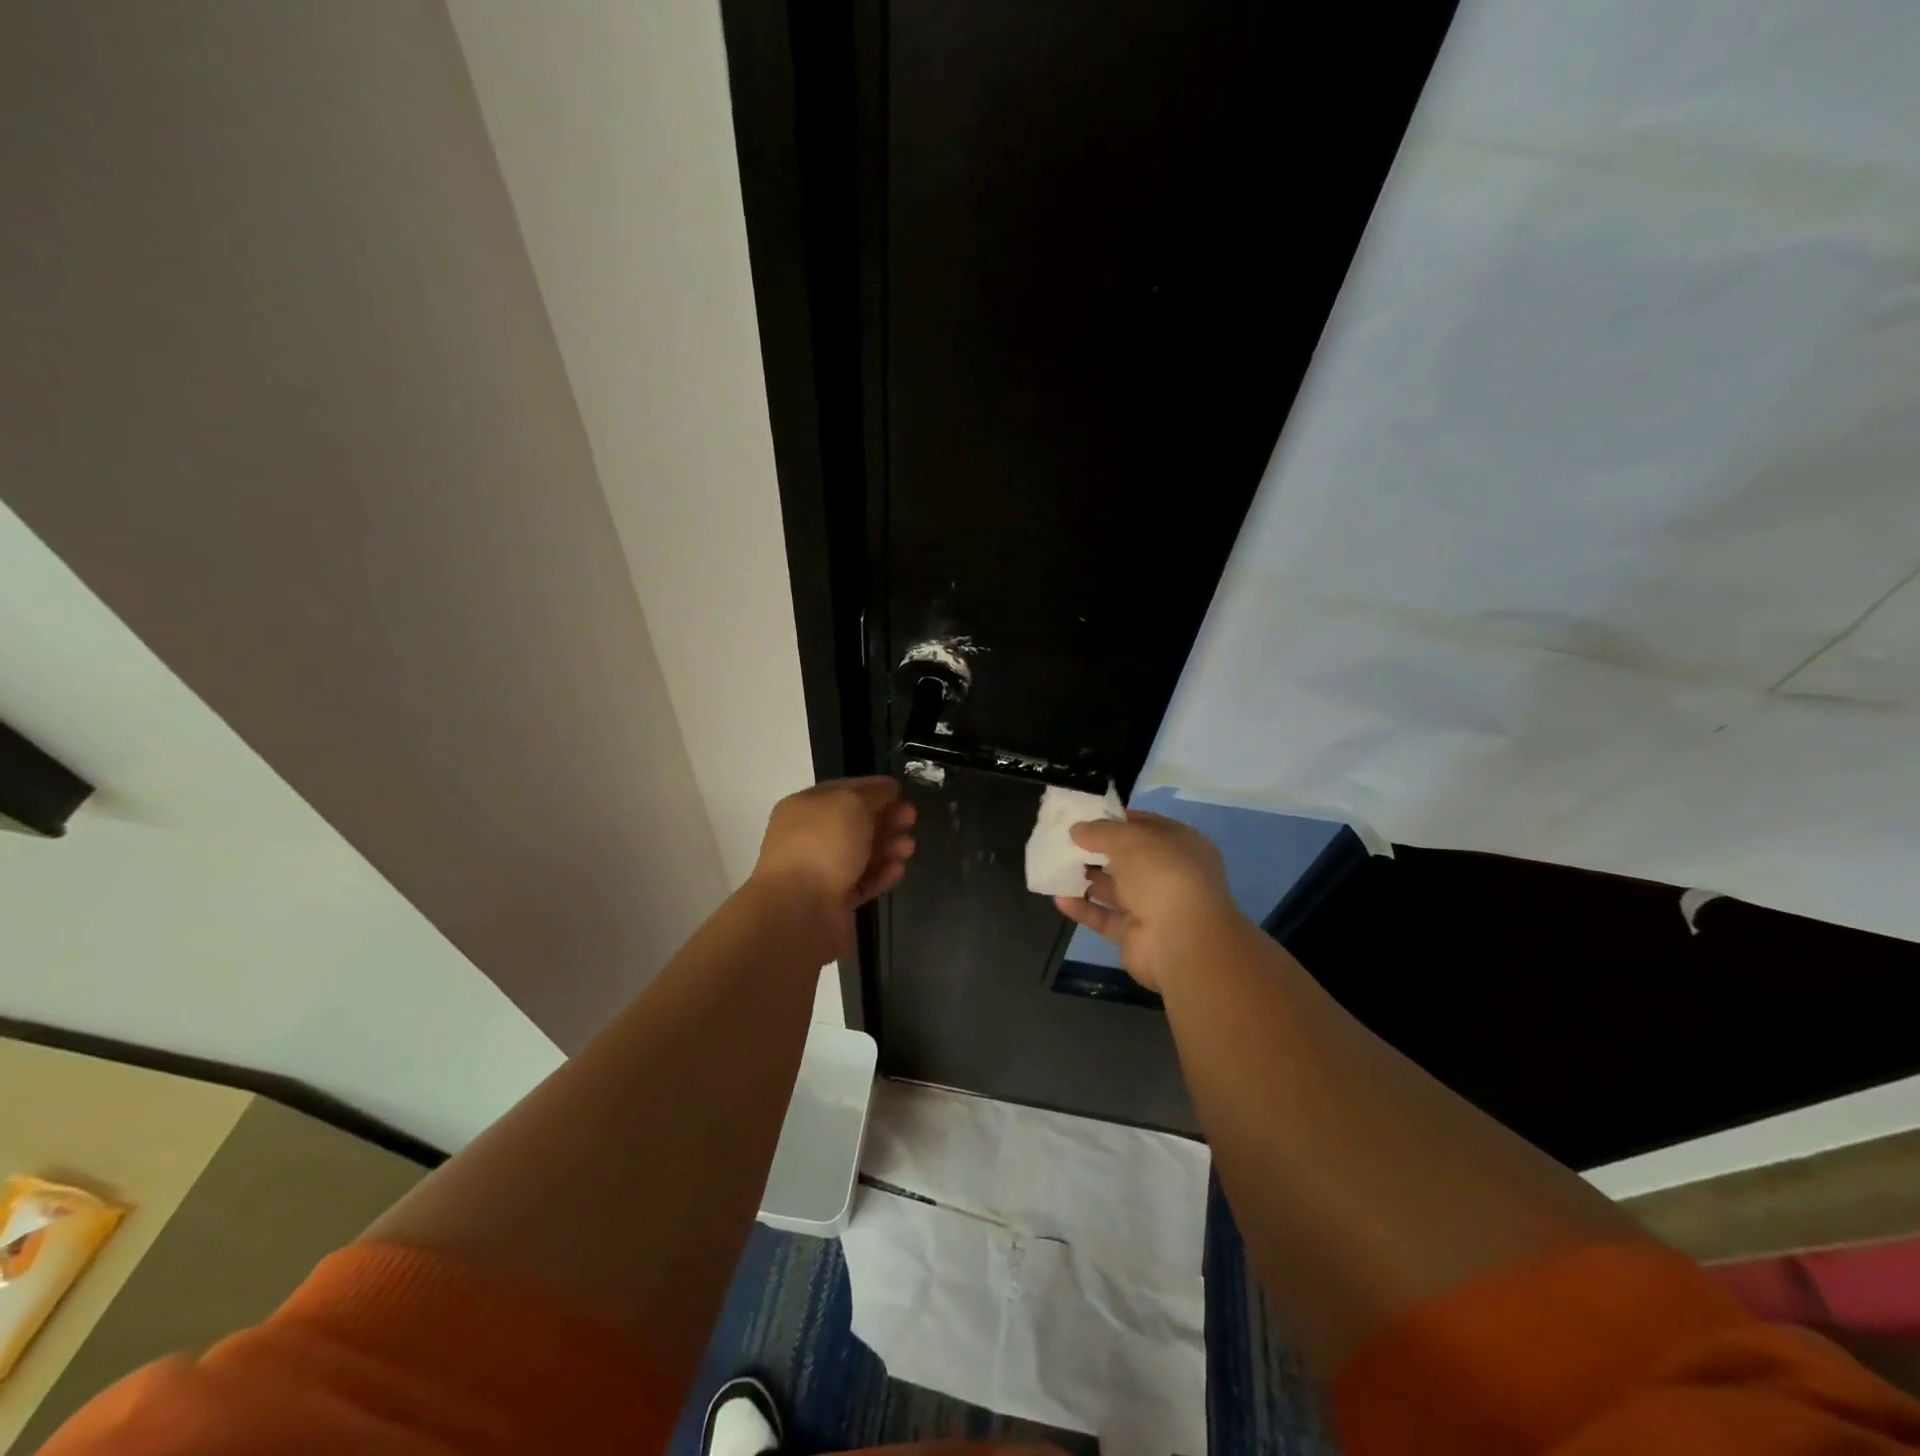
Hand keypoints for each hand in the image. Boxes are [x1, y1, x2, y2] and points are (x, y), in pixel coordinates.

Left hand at [751, 777, 916, 953]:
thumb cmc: (823, 845)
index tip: (901, 791)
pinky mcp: (833, 902)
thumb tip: (888, 789)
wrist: (799, 911)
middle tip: (912, 818)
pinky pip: (861, 882)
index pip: (843, 790)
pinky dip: (880, 874)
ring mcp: (820, 871)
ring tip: (909, 847)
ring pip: (860, 853)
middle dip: (885, 819)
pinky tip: (899, 870)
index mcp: (805, 807)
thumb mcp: (851, 803)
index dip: (873, 788)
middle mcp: (809, 837)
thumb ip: (873, 793)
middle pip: (854, 823)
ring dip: (887, 847)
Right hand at [1053, 811, 1242, 991]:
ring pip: (1115, 889)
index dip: (1115, 820)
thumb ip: (1100, 831)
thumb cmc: (1162, 874)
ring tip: (1056, 867)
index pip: (1144, 826)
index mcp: (1180, 845)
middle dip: (1097, 851)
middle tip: (1064, 842)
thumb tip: (1077, 829)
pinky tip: (1058, 898)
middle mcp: (1170, 875)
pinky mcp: (1135, 935)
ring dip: (1087, 879)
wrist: (1180, 940)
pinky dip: (1083, 908)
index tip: (1083, 818)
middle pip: (1128, 859)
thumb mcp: (1128, 839)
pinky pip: (1105, 917)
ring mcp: (1154, 907)